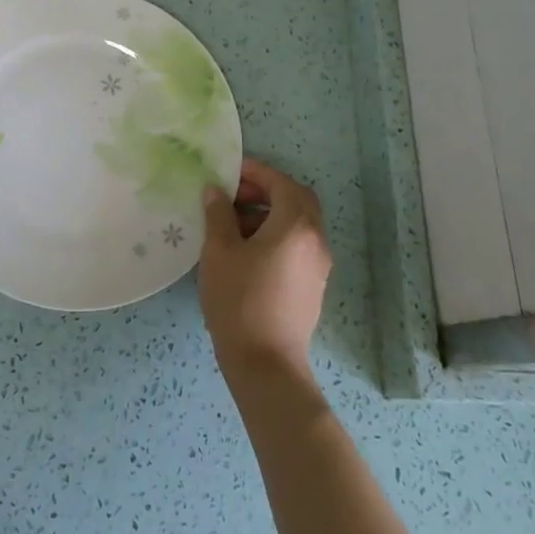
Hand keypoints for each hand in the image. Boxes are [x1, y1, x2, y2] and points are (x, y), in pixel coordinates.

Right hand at [200, 158, 331, 380]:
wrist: (265, 362)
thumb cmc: (239, 299)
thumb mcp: (219, 250)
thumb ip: (218, 214)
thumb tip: (216, 191)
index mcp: (296, 226)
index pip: (282, 183)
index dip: (257, 172)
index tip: (230, 171)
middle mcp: (315, 241)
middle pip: (297, 201)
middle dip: (267, 190)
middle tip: (234, 194)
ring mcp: (318, 266)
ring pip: (298, 224)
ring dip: (270, 214)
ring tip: (233, 224)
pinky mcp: (313, 285)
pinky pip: (298, 245)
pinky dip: (277, 235)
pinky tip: (247, 251)